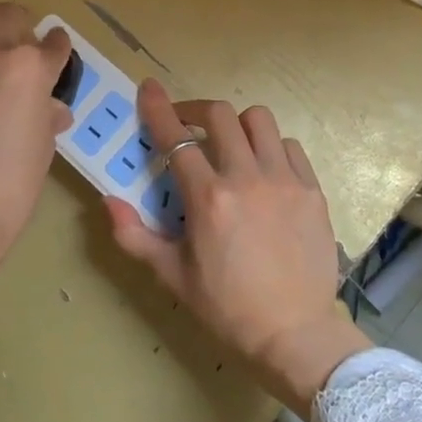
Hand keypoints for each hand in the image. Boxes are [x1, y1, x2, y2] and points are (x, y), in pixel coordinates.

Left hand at [0, 3, 73, 297]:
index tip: (58, 55)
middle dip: (21, 26)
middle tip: (24, 52)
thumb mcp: (43, 148)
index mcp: (29, 68)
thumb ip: (46, 116)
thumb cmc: (11, 185)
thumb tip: (49, 109)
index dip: (59, 49)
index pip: (53, 43)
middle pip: (7, 15)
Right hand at [104, 80, 371, 418]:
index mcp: (208, 198)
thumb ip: (135, 235)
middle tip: (187, 126)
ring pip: (259, 120)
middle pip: (220, 114)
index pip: (176, 138)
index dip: (158, 108)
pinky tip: (264, 169)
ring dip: (237, 124)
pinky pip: (290, 146)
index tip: (149, 88)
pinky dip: (271, 147)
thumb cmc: (228, 307)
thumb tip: (109, 201)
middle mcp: (247, 178)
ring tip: (230, 145)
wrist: (296, 333)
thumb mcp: (172, 276)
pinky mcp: (312, 189)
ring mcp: (285, 180)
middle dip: (195, 110)